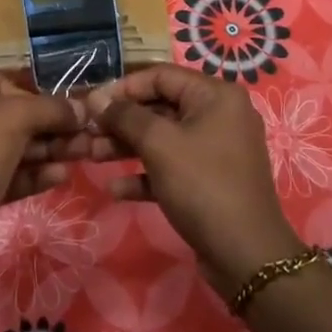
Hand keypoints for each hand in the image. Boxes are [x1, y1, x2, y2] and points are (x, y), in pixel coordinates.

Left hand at [0, 76, 83, 275]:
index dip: (40, 97)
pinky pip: (11, 176)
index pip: (7, 87)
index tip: (71, 110)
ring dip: (50, 151)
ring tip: (84, 154)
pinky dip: (36, 174)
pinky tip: (61, 176)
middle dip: (52, 128)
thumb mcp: (14, 118)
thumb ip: (50, 108)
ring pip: (17, 150)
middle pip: (15, 120)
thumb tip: (82, 108)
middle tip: (87, 135)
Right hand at [85, 65, 300, 297]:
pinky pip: (172, 167)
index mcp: (215, 95)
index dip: (123, 87)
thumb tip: (96, 98)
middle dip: (121, 121)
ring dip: (126, 146)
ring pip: (163, 138)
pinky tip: (115, 189)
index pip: (161, 75)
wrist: (246, 255)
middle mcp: (219, 115)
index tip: (90, 104)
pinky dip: (145, 174)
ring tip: (90, 156)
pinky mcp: (209, 181)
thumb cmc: (202, 185)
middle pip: (160, 107)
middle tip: (86, 133)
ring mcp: (215, 150)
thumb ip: (125, 116)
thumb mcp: (159, 144)